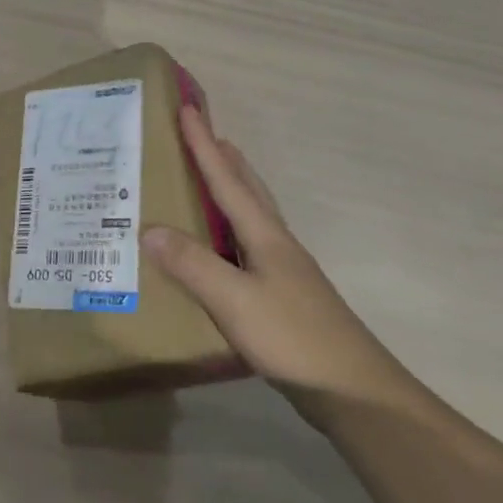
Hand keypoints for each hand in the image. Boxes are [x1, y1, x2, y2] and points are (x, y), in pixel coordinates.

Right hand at [142, 106, 413, 413]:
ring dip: (232, 190)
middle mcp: (277, 245)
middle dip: (225, 160)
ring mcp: (284, 272)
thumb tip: (149, 229)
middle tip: (204, 135)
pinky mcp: (284, 298)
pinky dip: (230, 230)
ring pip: (253, 217)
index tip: (188, 109)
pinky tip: (220, 250)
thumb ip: (192, 265)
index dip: (205, 145)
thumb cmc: (293, 339)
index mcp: (266, 236)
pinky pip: (248, 247)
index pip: (228, 180)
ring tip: (210, 180)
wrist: (354, 393)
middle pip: (249, 190)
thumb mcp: (234, 300)